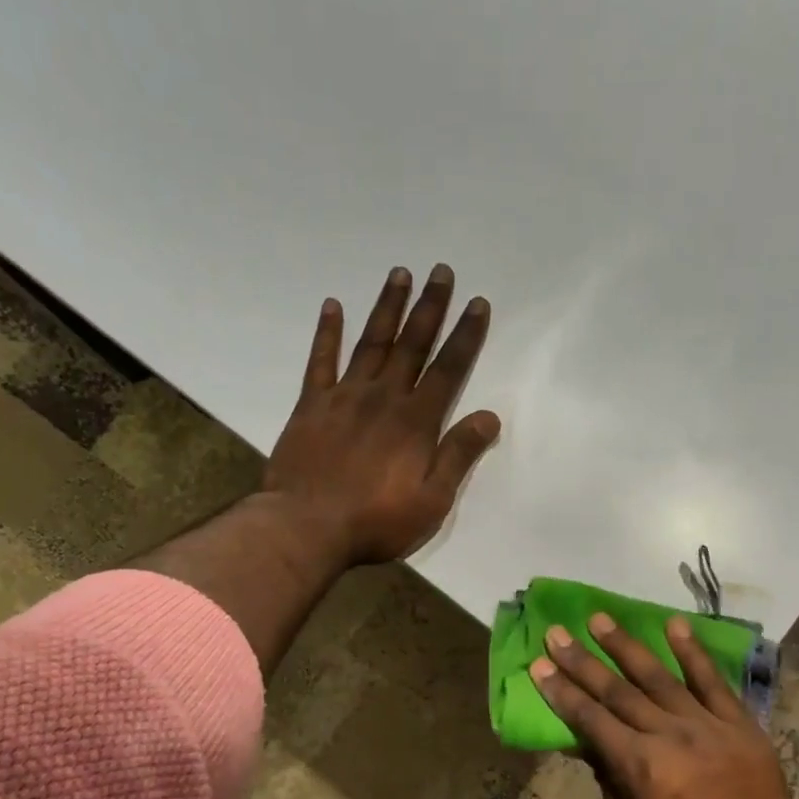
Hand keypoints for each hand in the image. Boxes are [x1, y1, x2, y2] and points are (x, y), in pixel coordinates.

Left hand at [264, 264, 499, 565]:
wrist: (308, 527)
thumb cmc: (377, 521)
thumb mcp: (432, 500)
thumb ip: (459, 455)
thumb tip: (489, 416)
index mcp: (416, 422)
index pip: (448, 369)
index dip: (465, 336)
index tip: (477, 303)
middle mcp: (383, 398)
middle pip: (412, 344)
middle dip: (430, 307)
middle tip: (441, 271)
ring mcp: (344, 397)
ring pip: (372, 343)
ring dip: (388, 307)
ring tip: (400, 274)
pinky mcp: (311, 405)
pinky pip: (320, 361)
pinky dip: (327, 333)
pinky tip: (333, 306)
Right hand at [531, 613, 798, 798]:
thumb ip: (607, 787)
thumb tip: (589, 748)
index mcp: (638, 766)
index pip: (589, 718)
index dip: (561, 690)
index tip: (539, 663)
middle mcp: (668, 734)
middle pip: (616, 690)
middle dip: (581, 660)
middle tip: (556, 631)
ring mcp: (707, 725)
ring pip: (658, 676)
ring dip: (625, 646)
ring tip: (599, 619)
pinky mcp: (740, 724)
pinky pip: (712, 681)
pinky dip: (693, 652)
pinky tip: (675, 625)